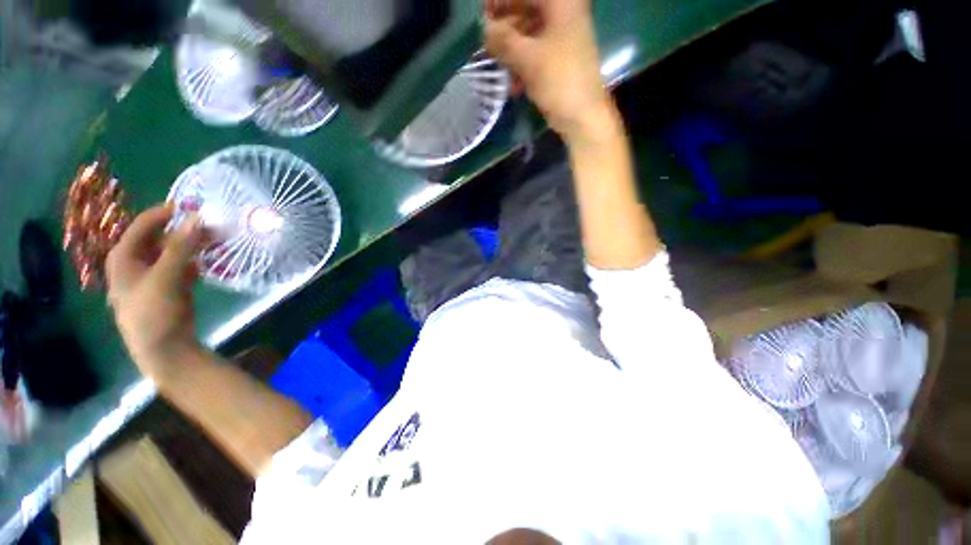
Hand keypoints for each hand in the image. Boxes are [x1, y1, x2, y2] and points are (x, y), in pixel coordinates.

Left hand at [106, 205, 205, 382]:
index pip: (144, 224)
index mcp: (124, 256)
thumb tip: (198, 217)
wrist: (163, 348)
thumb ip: (181, 247)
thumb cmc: (154, 312)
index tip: (194, 206)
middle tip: (211, 226)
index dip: (167, 213)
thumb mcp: (166, 277)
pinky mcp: (168, 286)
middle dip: (184, 230)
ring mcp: (152, 275)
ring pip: (172, 251)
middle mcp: (135, 262)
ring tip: (215, 240)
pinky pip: (181, 265)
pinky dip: (194, 260)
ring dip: (192, 245)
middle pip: (159, 237)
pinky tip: (209, 260)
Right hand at [484, 0, 610, 139]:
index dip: (500, 2)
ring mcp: (563, 39)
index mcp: (561, 4)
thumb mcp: (527, 58)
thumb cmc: (558, 80)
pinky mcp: (560, 61)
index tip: (482, 17)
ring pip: (529, 35)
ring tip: (497, 65)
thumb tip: (484, 29)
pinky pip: (536, 55)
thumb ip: (502, 40)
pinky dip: (523, 66)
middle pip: (527, 11)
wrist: (582, 116)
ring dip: (511, 50)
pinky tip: (513, 85)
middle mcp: (564, 15)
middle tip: (486, 44)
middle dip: (505, 29)